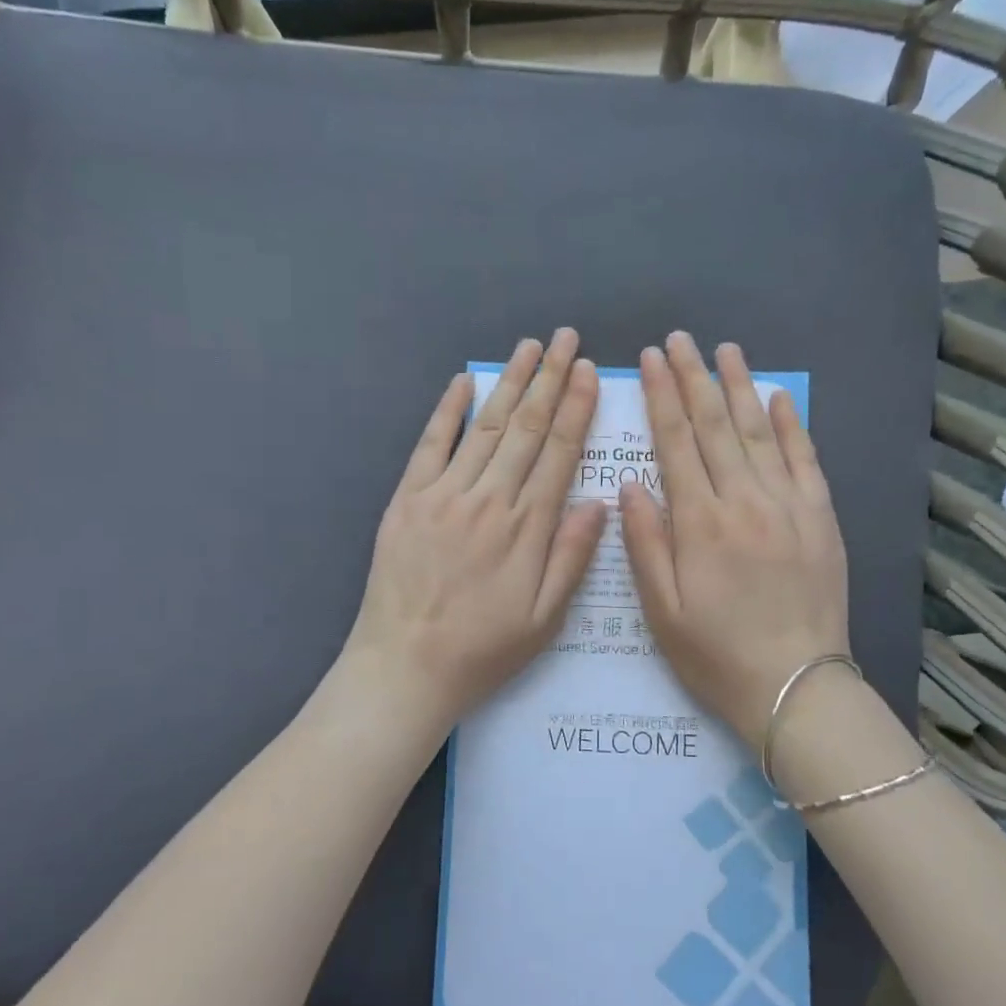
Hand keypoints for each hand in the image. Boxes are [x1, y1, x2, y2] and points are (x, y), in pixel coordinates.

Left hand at [342, 329, 607, 742]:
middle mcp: (489, 500)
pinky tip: (463, 381)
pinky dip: (446, 410)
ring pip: (483, 427)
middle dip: (549, 379)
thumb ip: (572, 557)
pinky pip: (430, 445)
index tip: (588, 372)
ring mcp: (443, 495)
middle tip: (566, 338)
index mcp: (527, 528)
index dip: (576, 408)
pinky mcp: (407, 500)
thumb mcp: (545, 619)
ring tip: (530, 347)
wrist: (405, 668)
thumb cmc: (483, 650)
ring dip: (509, 383)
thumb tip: (600, 502)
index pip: (558, 453)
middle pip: (525, 428)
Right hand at [620, 333, 849, 746]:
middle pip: (714, 426)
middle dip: (693, 377)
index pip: (675, 442)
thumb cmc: (714, 654)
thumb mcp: (661, 609)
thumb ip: (644, 543)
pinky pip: (805, 460)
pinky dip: (791, 424)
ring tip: (724, 349)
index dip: (661, 396)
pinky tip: (777, 397)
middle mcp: (744, 501)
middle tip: (680, 338)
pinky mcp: (821, 518)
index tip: (651, 359)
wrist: (794, 687)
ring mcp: (788, 506)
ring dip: (739, 387)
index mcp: (699, 523)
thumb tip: (629, 485)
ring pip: (759, 432)